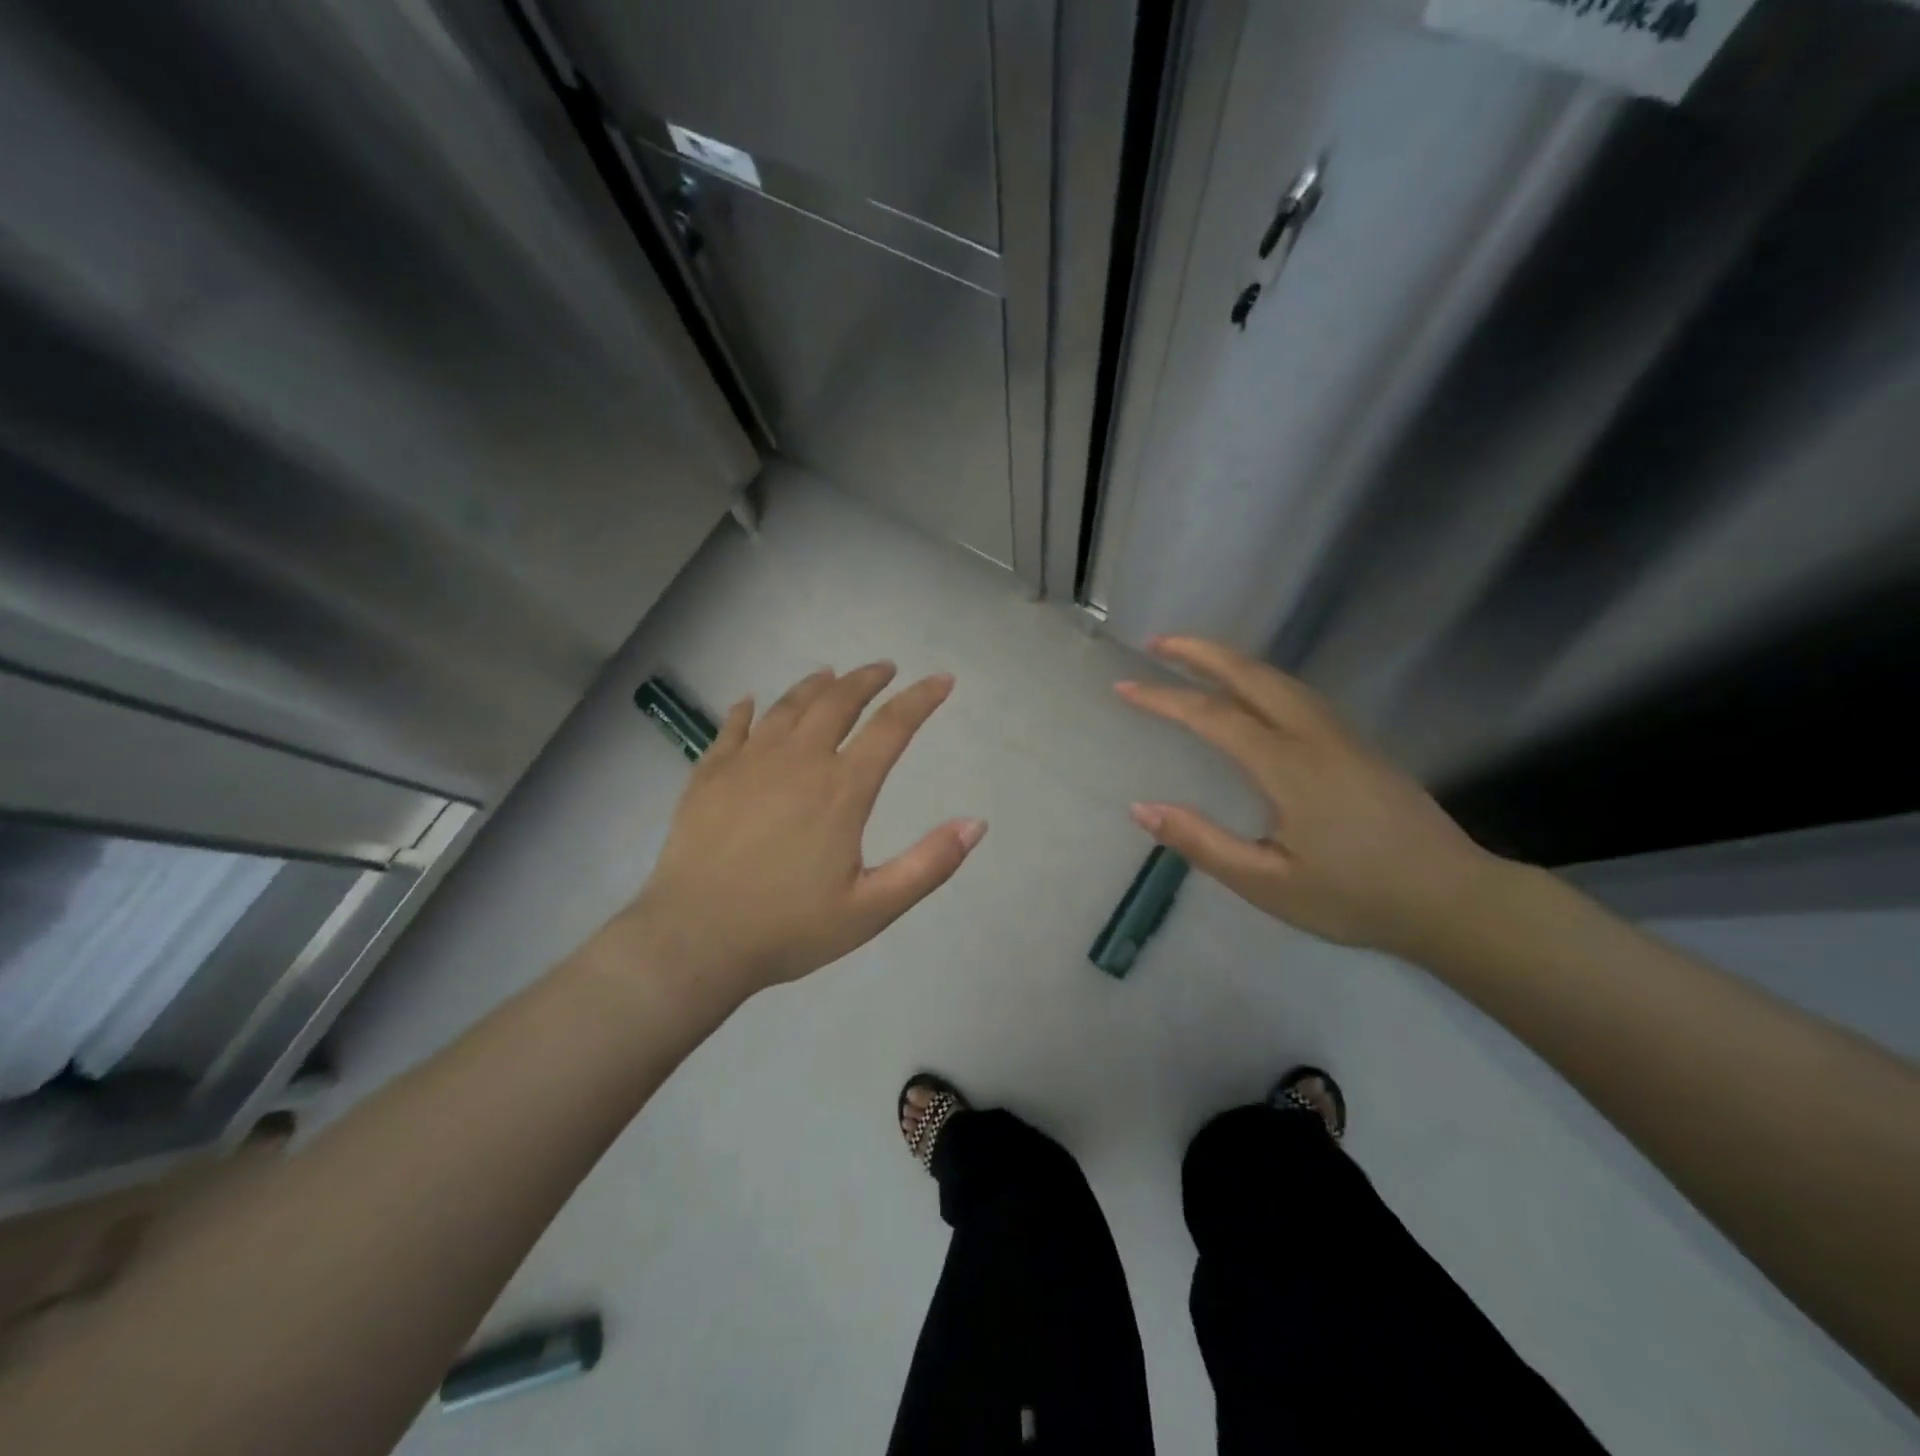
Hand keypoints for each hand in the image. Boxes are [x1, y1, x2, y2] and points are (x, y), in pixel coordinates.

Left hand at [625, 662, 985, 1000]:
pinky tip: (751, 702)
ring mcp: (748, 763)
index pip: (891, 727)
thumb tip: (976, 824)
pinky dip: (747, 709)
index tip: (941, 680)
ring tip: (830, 675)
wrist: (694, 940)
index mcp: (841, 790)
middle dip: (867, 679)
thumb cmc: (788, 929)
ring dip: (814, 685)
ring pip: (787, 706)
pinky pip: (732, 727)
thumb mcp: (872, 908)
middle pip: (838, 702)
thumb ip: (928, 864)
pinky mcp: (708, 774)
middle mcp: (797, 761)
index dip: (921, 699)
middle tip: (884, 669)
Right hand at [1116, 637, 1497, 955]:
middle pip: (1250, 675)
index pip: (1212, 716)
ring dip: (1231, 660)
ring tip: (1192, 657)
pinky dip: (1259, 677)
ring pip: (1279, 679)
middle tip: (1156, 643)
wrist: (1453, 900)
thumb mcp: (1267, 884)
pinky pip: (1298, 693)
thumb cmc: (1355, 898)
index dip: (1164, 698)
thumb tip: (1142, 808)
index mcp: (1288, 766)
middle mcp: (1314, 736)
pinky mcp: (1358, 744)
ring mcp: (1342, 735)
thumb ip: (1202, 843)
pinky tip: (1250, 691)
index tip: (1124, 688)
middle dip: (1199, 652)